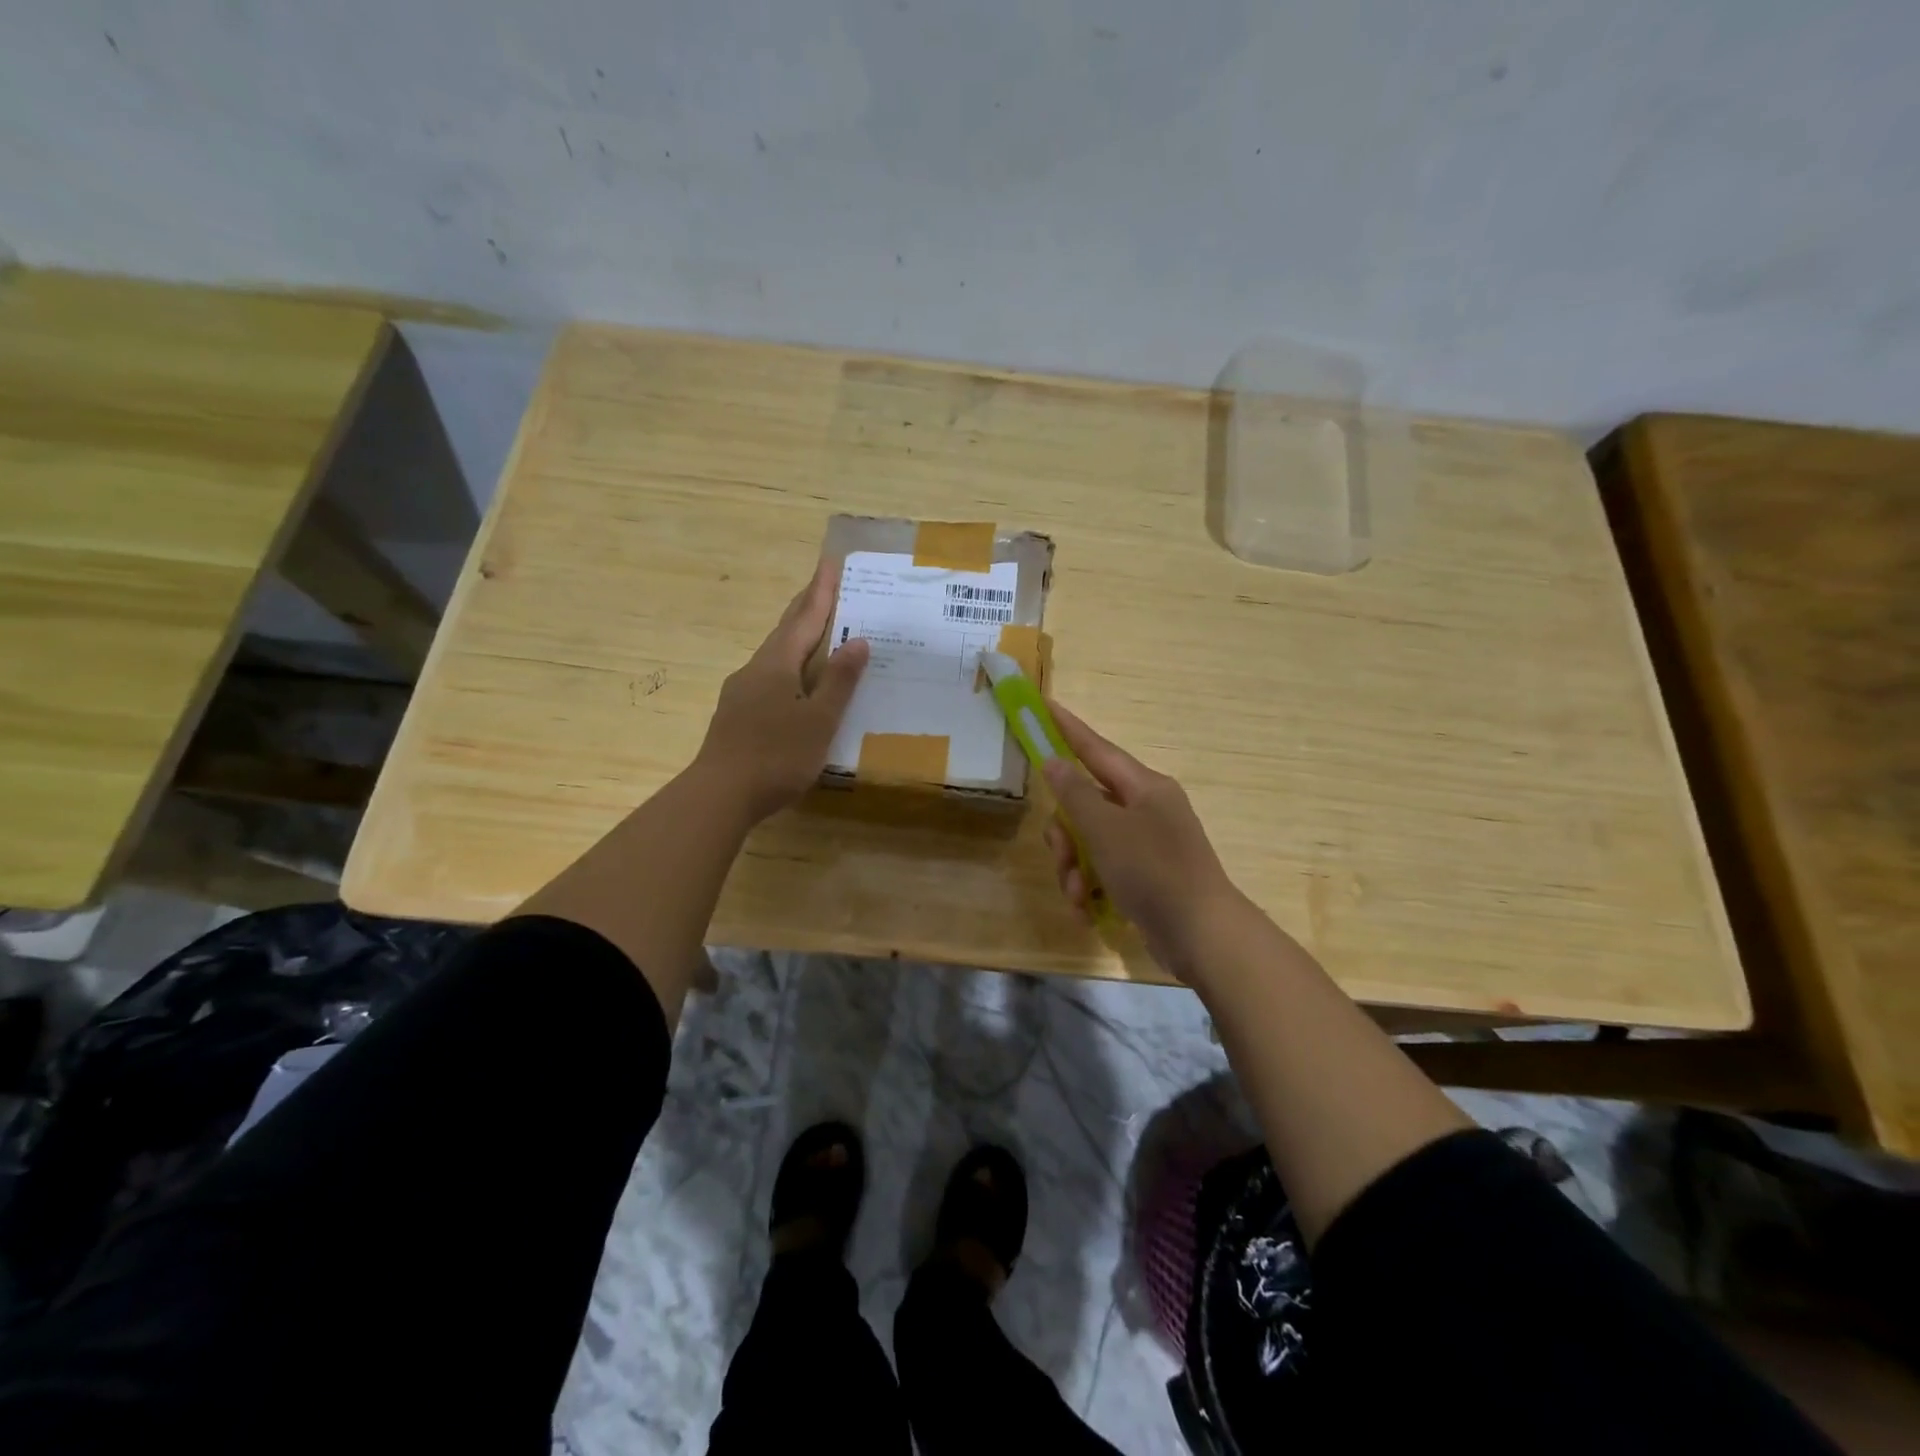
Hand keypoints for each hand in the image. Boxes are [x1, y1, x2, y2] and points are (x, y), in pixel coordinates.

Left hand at [694, 560, 868, 823]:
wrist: (719, 795)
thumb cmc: (776, 756)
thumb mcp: (819, 720)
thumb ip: (839, 681)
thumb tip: (857, 640)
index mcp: (777, 664)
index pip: (804, 618)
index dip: (820, 592)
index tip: (830, 563)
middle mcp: (755, 669)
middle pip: (785, 630)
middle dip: (806, 607)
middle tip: (825, 587)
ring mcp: (741, 692)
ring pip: (775, 655)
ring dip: (797, 638)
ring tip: (819, 633)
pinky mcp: (736, 714)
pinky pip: (770, 677)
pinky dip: (790, 666)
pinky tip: (797, 683)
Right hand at [1041, 701, 1245, 981]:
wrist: (1202, 935)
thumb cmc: (1154, 872)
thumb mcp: (1106, 830)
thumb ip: (1075, 794)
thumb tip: (1054, 762)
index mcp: (1144, 787)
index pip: (1096, 749)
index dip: (1067, 729)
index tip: (1044, 706)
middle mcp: (1146, 810)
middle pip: (1087, 804)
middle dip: (1066, 833)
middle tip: (1062, 856)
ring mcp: (1147, 844)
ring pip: (1090, 841)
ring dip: (1074, 867)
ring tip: (1077, 894)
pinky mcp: (1145, 876)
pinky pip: (1103, 869)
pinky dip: (1089, 887)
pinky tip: (1085, 910)